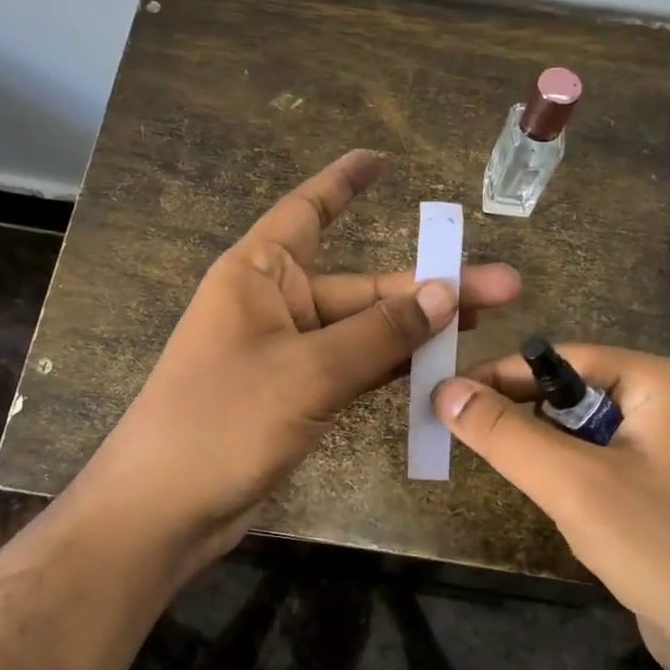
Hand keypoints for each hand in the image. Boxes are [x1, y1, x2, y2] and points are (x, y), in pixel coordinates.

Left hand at [77, 150, 520, 569]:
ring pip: (363, 331)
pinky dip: (392, 368)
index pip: (308, 212)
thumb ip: (379, 333)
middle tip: (503, 288)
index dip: (343, 184)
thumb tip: (446, 293)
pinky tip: (440, 368)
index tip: (380, 161)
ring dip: (417, 330)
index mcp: (259, 274)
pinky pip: (354, 369)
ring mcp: (287, 354)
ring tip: (486, 324)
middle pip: (360, 286)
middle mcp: (274, 304)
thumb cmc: (223, 419)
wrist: (166, 509)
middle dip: (427, 287)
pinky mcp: (297, 396)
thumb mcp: (307, 371)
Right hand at [434, 345, 669, 669]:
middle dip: (522, 414)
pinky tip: (557, 502)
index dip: (502, 375)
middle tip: (466, 436)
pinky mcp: (666, 484)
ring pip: (584, 430)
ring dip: (545, 449)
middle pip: (573, 391)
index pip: (564, 358)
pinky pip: (602, 460)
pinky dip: (570, 474)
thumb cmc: (662, 549)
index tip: (448, 396)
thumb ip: (504, 433)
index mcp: (664, 382)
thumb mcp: (573, 485)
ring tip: (508, 471)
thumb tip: (444, 389)